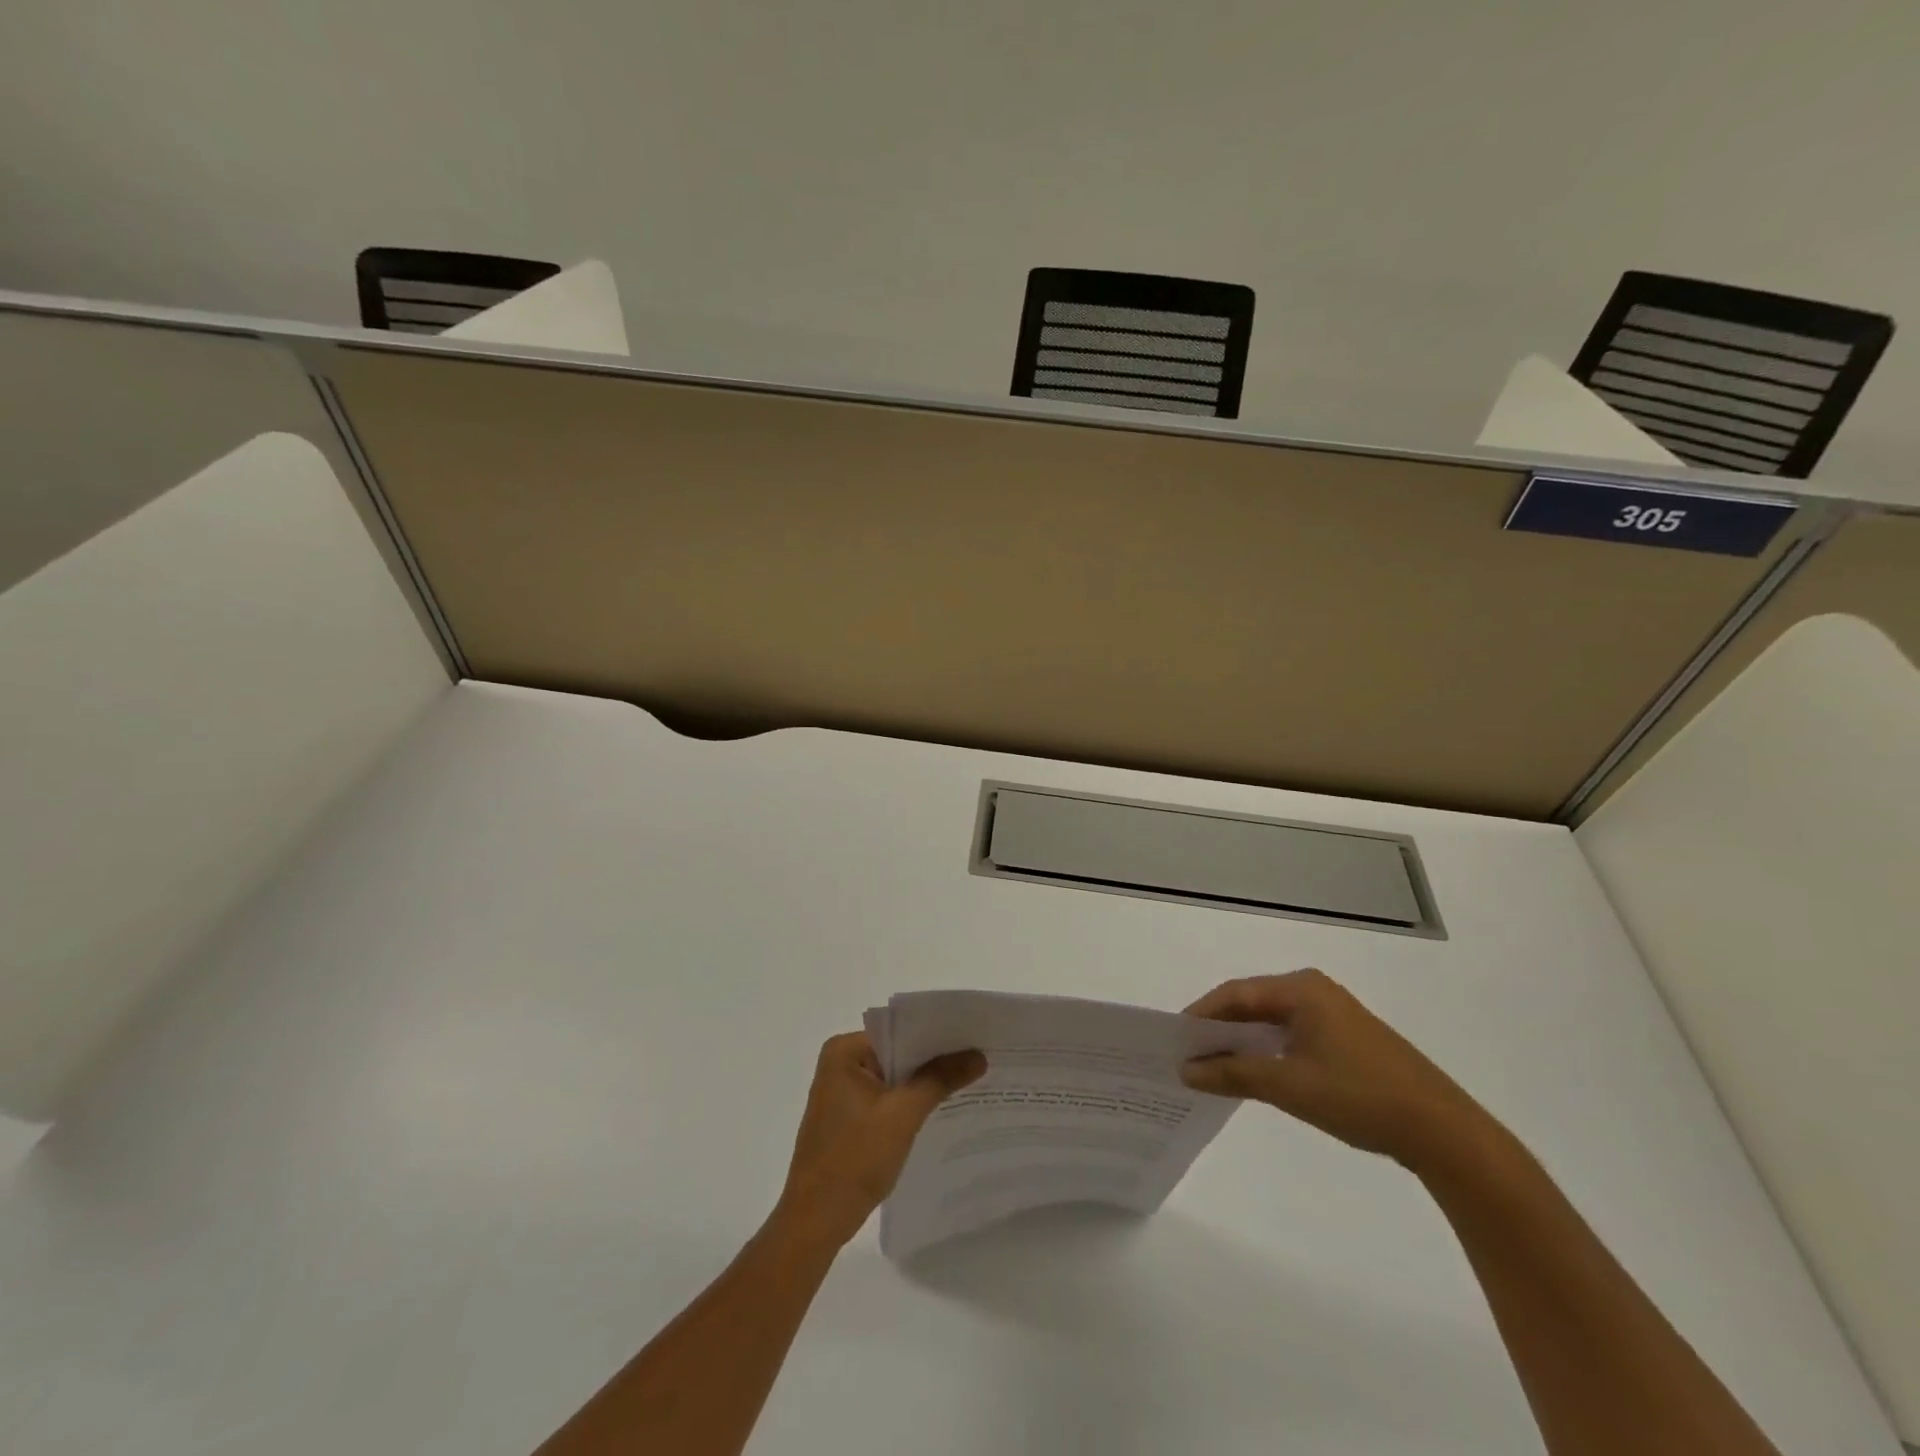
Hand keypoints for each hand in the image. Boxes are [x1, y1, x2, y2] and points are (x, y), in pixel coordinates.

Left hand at [775, 1032, 986, 1247]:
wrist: (815, 1222)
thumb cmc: (854, 1159)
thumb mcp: (903, 1115)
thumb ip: (940, 1079)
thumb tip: (978, 1055)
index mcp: (844, 1051)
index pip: (900, 1030)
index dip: (937, 1034)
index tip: (974, 1036)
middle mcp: (840, 1063)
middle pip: (898, 1052)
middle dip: (935, 1059)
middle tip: (980, 1057)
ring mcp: (843, 1091)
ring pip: (895, 1077)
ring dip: (925, 1083)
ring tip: (971, 1080)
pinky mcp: (849, 1116)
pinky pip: (887, 1097)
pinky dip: (911, 1102)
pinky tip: (943, 1108)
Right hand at [1179, 969, 1493, 1172]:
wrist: (1443, 1131)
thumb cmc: (1359, 1096)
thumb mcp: (1288, 1085)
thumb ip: (1232, 1073)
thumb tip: (1185, 1070)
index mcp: (1301, 988)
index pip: (1235, 993)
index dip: (1200, 1016)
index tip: (1173, 1040)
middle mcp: (1314, 990)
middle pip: (1251, 1003)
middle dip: (1218, 1029)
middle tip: (1187, 1055)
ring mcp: (1333, 1014)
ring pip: (1271, 1021)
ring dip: (1241, 1042)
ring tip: (1212, 1066)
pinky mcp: (1346, 1038)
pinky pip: (1291, 1035)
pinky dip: (1267, 1050)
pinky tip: (1253, 1073)